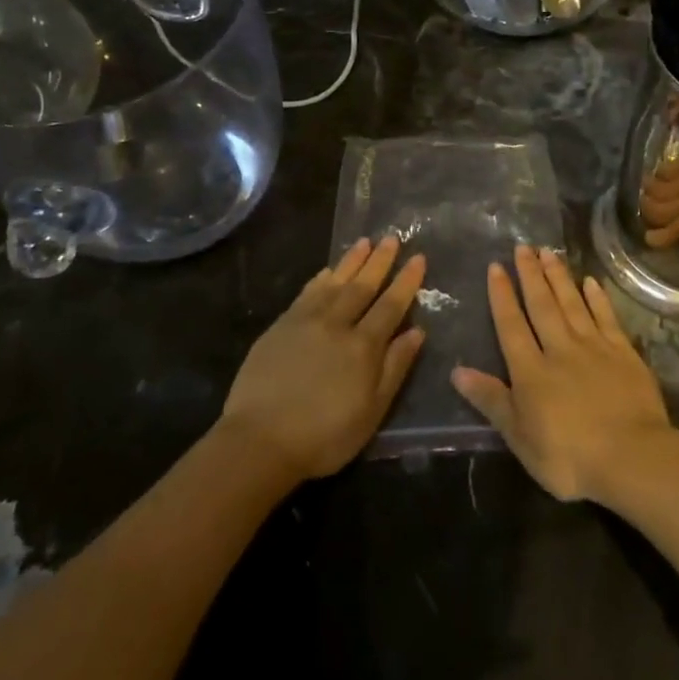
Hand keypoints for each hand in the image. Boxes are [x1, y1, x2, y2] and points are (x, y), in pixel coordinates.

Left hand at [220, 237, 425, 480]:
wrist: (260, 440)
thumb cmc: (325, 435)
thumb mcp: (372, 410)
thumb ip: (395, 367)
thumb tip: (416, 331)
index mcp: (364, 346)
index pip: (391, 305)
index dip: (406, 281)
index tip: (418, 258)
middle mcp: (337, 324)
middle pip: (363, 286)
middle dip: (380, 261)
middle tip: (391, 238)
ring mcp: (306, 322)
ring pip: (334, 283)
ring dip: (351, 261)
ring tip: (364, 241)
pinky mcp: (281, 327)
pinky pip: (306, 294)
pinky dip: (320, 279)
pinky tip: (327, 271)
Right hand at [452, 245, 674, 502]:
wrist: (631, 457)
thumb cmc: (569, 457)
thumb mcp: (519, 437)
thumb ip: (491, 400)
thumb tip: (457, 371)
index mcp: (531, 371)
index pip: (511, 325)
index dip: (502, 295)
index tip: (496, 267)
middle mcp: (560, 349)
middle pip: (542, 305)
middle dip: (530, 274)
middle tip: (523, 246)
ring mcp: (594, 347)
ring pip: (572, 303)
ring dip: (559, 277)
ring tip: (549, 252)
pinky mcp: (624, 353)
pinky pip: (607, 317)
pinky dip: (598, 298)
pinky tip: (591, 281)